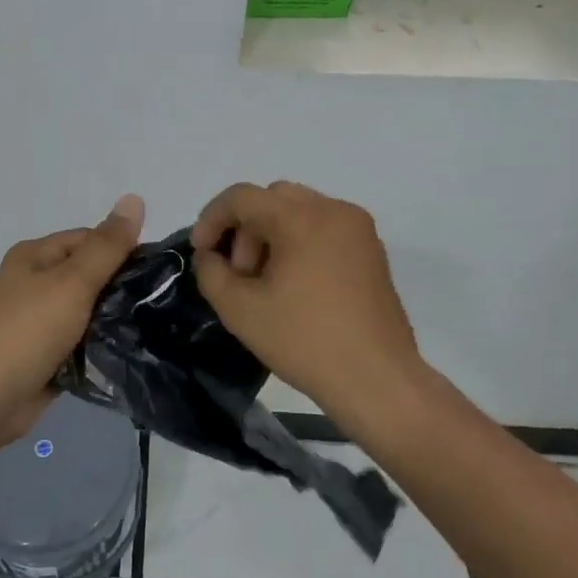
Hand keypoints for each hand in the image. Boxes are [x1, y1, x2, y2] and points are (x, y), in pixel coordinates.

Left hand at [0, 194, 145, 444]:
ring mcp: (38, 319)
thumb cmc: (29, 330)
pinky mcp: (45, 353)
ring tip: (151, 325)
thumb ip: (107, 245)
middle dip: (119, 286)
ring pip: (87, 309)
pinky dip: (99, 343)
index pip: (89, 239)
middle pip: (89, 274)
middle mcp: (34, 281)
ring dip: (112, 318)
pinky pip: (81, 339)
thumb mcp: (73, 281)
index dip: (122, 250)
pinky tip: (128, 349)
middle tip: (159, 301)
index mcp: (35, 255)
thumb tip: (135, 198)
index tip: (157, 272)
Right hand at [191, 181, 420, 421]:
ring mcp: (358, 229)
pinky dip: (299, 243)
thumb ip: (211, 273)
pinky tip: (293, 286)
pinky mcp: (372, 251)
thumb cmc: (305, 341)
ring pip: (299, 211)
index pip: (242, 197)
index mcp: (302, 218)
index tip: (201, 252)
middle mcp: (334, 210)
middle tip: (239, 275)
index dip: (211, 219)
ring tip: (265, 283)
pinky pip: (323, 228)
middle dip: (245, 230)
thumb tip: (210, 256)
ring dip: (271, 235)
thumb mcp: (240, 310)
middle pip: (272, 199)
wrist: (377, 380)